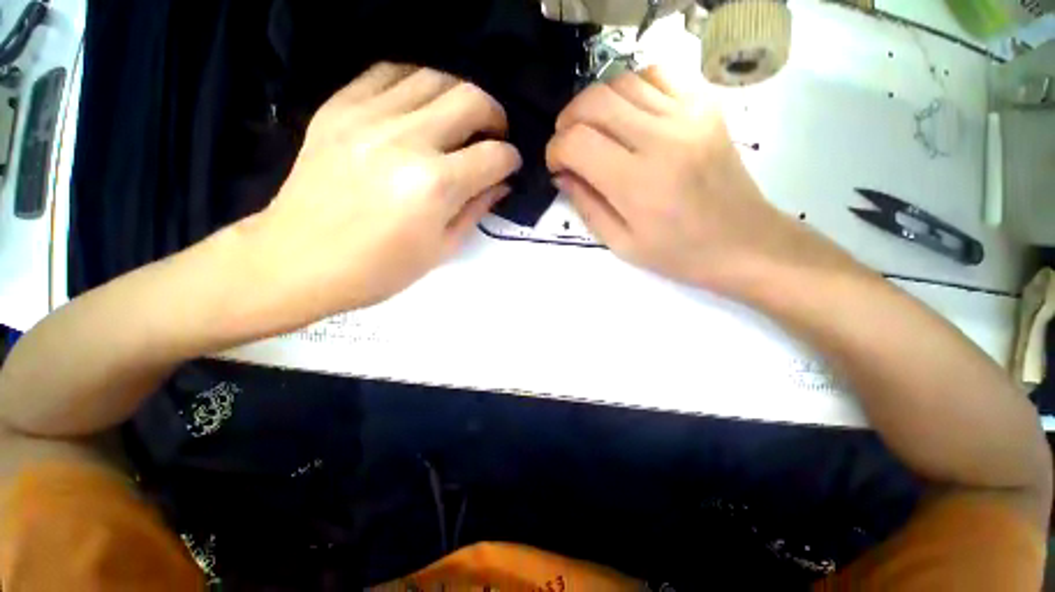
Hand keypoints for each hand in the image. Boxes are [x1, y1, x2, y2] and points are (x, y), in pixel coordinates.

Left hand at [238, 63, 520, 329]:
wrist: (298, 260)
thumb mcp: (442, 249)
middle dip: (494, 116)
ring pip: (433, 77)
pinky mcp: (338, 107)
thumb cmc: (379, 269)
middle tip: (493, 135)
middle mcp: (406, 140)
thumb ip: (476, 209)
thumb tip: (500, 184)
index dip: (511, 160)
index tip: (509, 166)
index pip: (494, 156)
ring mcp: (367, 116)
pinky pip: (387, 72)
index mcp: (435, 186)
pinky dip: (415, 83)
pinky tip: (420, 106)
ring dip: (458, 96)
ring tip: (459, 120)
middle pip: (471, 99)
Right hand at [546, 67, 851, 296]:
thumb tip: (562, 175)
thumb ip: (586, 205)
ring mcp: (688, 115)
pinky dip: (631, 88)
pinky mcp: (705, 106)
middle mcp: (661, 139)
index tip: (557, 166)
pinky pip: (657, 75)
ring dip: (596, 105)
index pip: (577, 142)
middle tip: (568, 145)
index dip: (555, 150)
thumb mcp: (622, 243)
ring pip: (622, 82)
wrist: (744, 241)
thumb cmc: (679, 253)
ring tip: (595, 131)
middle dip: (568, 121)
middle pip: (594, 101)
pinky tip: (628, 115)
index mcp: (636, 183)